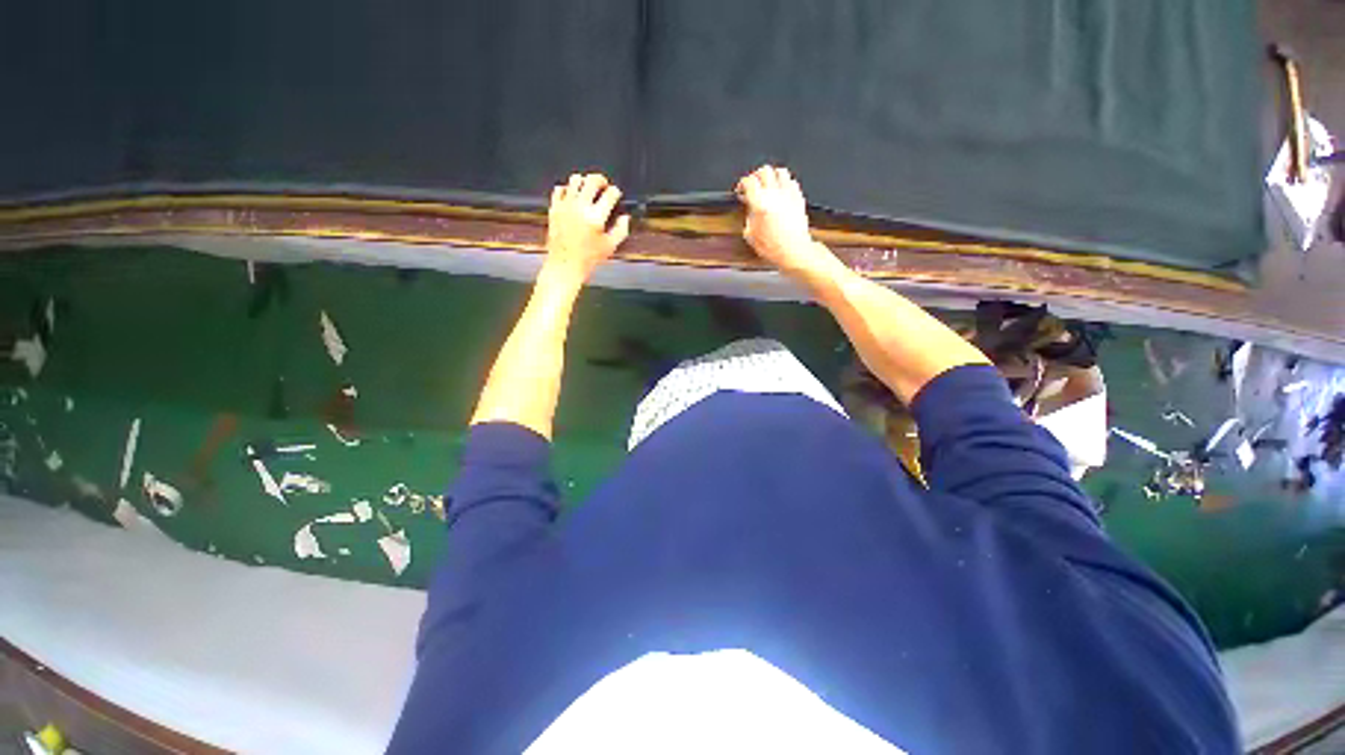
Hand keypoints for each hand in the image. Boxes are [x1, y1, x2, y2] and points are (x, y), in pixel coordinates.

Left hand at [544, 173, 630, 283]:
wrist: (564, 265)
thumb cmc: (588, 259)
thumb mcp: (610, 246)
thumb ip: (621, 230)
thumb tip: (625, 217)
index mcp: (596, 217)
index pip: (610, 194)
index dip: (616, 192)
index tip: (616, 195)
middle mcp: (580, 207)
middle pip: (592, 180)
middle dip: (601, 181)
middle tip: (604, 186)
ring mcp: (565, 206)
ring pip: (575, 180)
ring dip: (584, 182)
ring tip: (588, 190)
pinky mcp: (554, 208)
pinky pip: (560, 188)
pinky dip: (567, 189)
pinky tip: (573, 197)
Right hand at [736, 165, 835, 278]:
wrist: (794, 251)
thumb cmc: (773, 247)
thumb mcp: (751, 235)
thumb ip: (749, 217)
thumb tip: (750, 209)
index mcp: (760, 202)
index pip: (748, 181)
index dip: (742, 184)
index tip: (741, 190)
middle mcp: (775, 194)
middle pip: (764, 171)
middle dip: (756, 176)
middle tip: (753, 185)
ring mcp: (788, 194)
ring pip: (780, 171)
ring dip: (772, 176)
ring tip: (768, 185)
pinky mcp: (799, 198)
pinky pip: (792, 182)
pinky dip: (785, 183)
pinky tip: (781, 193)